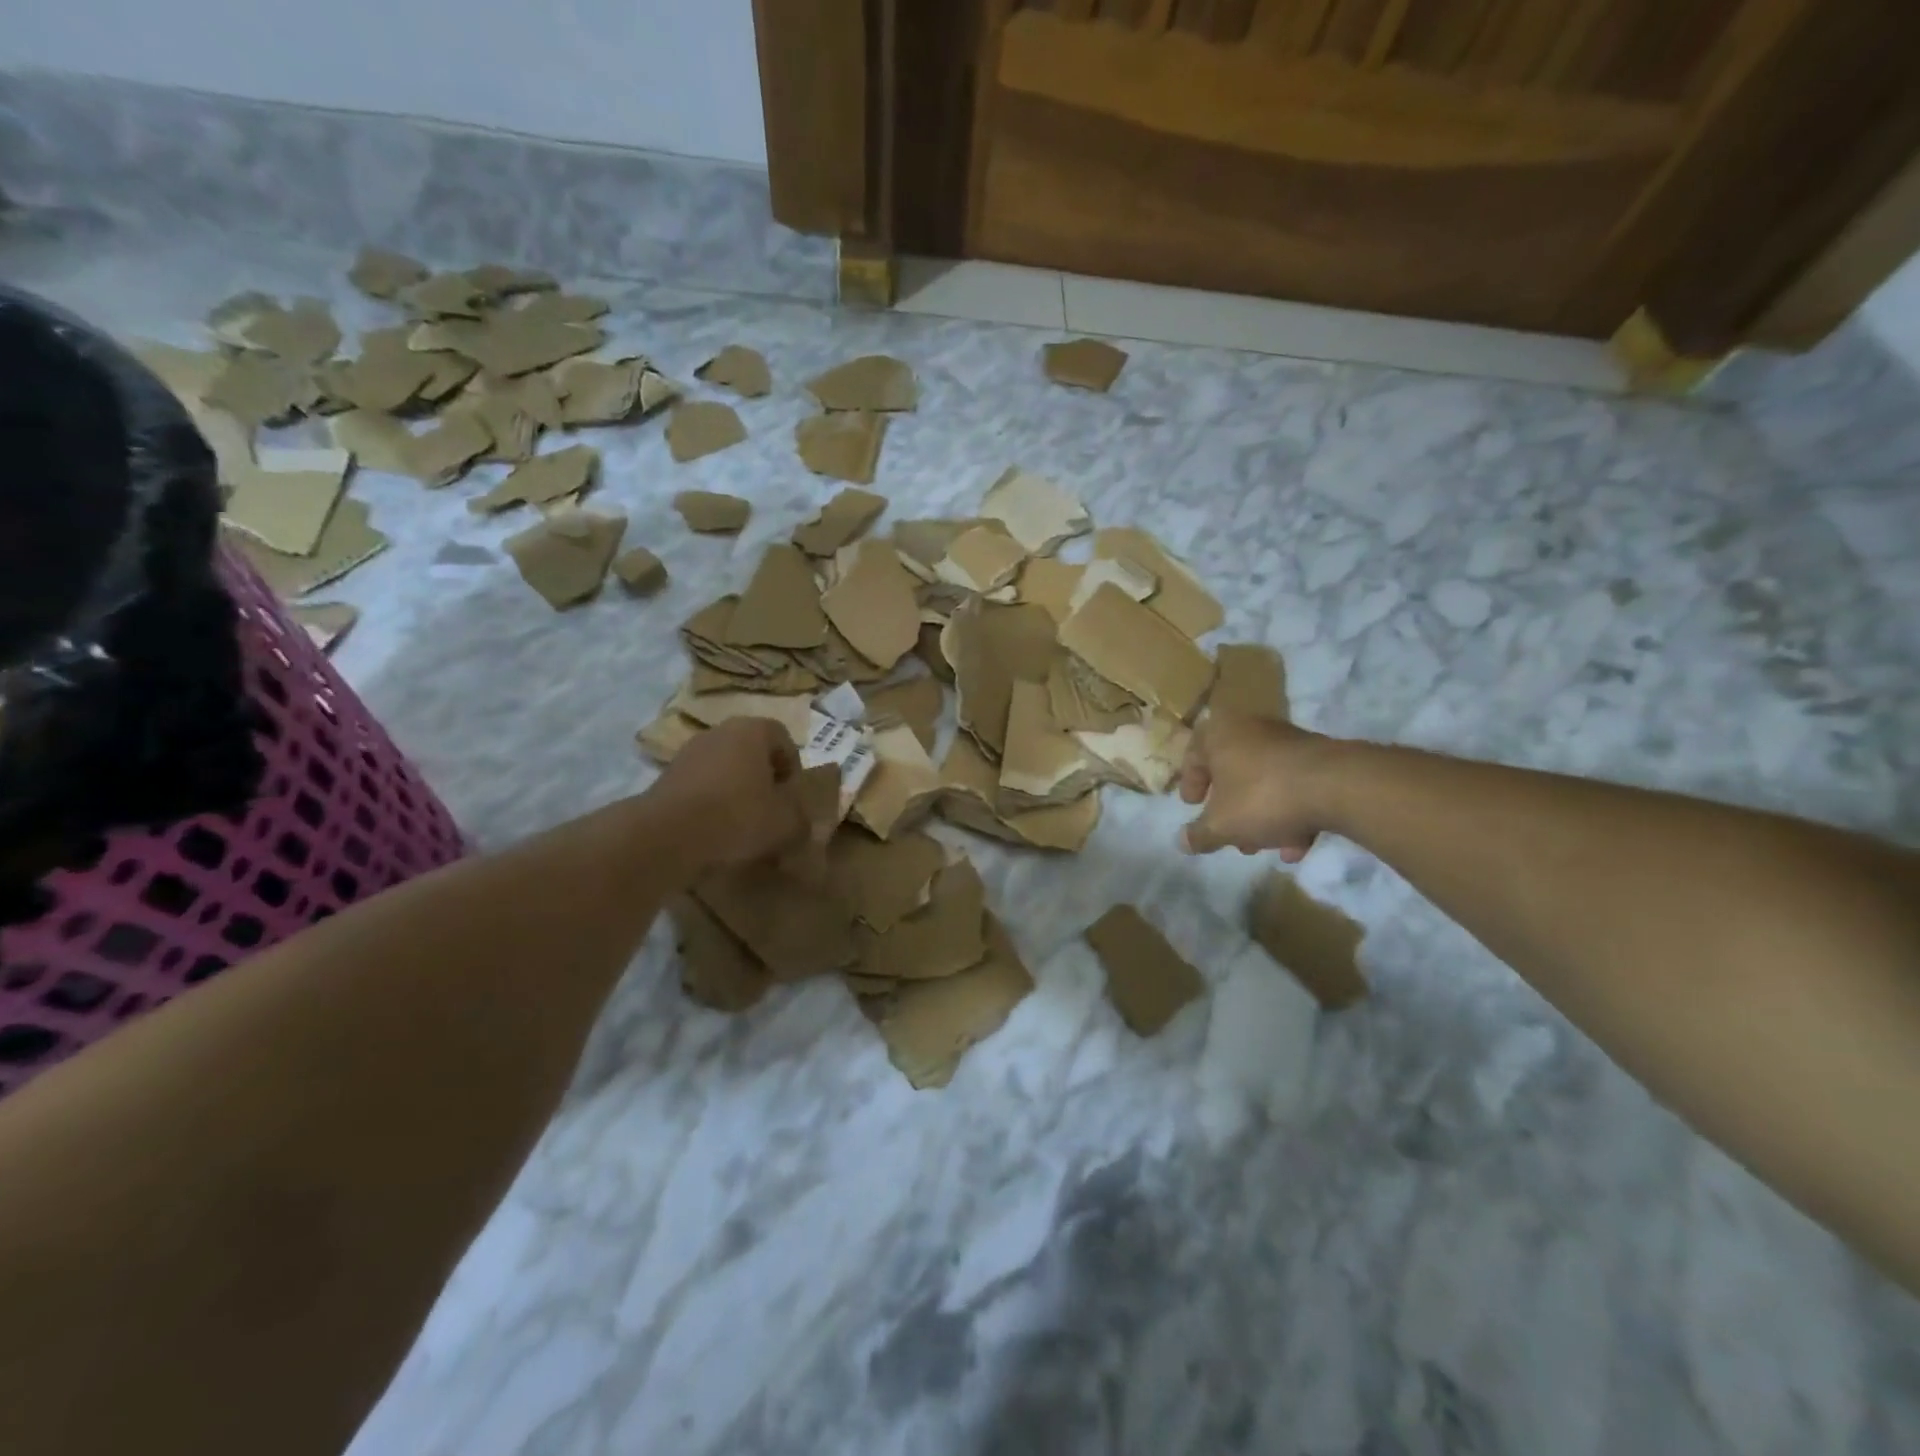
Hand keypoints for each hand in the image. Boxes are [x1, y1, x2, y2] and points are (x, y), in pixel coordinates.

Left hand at [643, 717, 807, 871]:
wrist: (667, 833)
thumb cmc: (737, 816)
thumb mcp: (786, 823)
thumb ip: (801, 818)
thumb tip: (800, 821)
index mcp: (753, 730)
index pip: (784, 738)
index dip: (793, 767)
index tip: (793, 796)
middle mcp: (720, 731)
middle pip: (752, 751)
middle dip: (765, 778)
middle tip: (771, 809)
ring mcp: (690, 751)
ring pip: (726, 767)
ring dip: (737, 789)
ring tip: (742, 823)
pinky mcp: (667, 775)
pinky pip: (702, 784)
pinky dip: (712, 801)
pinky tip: (715, 829)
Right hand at [1179, 715, 1327, 860]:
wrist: (1338, 786)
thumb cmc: (1262, 797)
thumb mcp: (1222, 825)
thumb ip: (1199, 834)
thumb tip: (1182, 842)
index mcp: (1219, 734)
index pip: (1193, 754)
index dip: (1190, 783)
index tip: (1193, 806)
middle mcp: (1251, 729)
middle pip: (1232, 771)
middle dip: (1230, 808)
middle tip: (1230, 834)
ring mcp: (1287, 741)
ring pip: (1264, 781)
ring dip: (1261, 815)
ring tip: (1266, 847)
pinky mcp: (1319, 757)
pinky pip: (1293, 785)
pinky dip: (1291, 812)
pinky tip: (1297, 845)